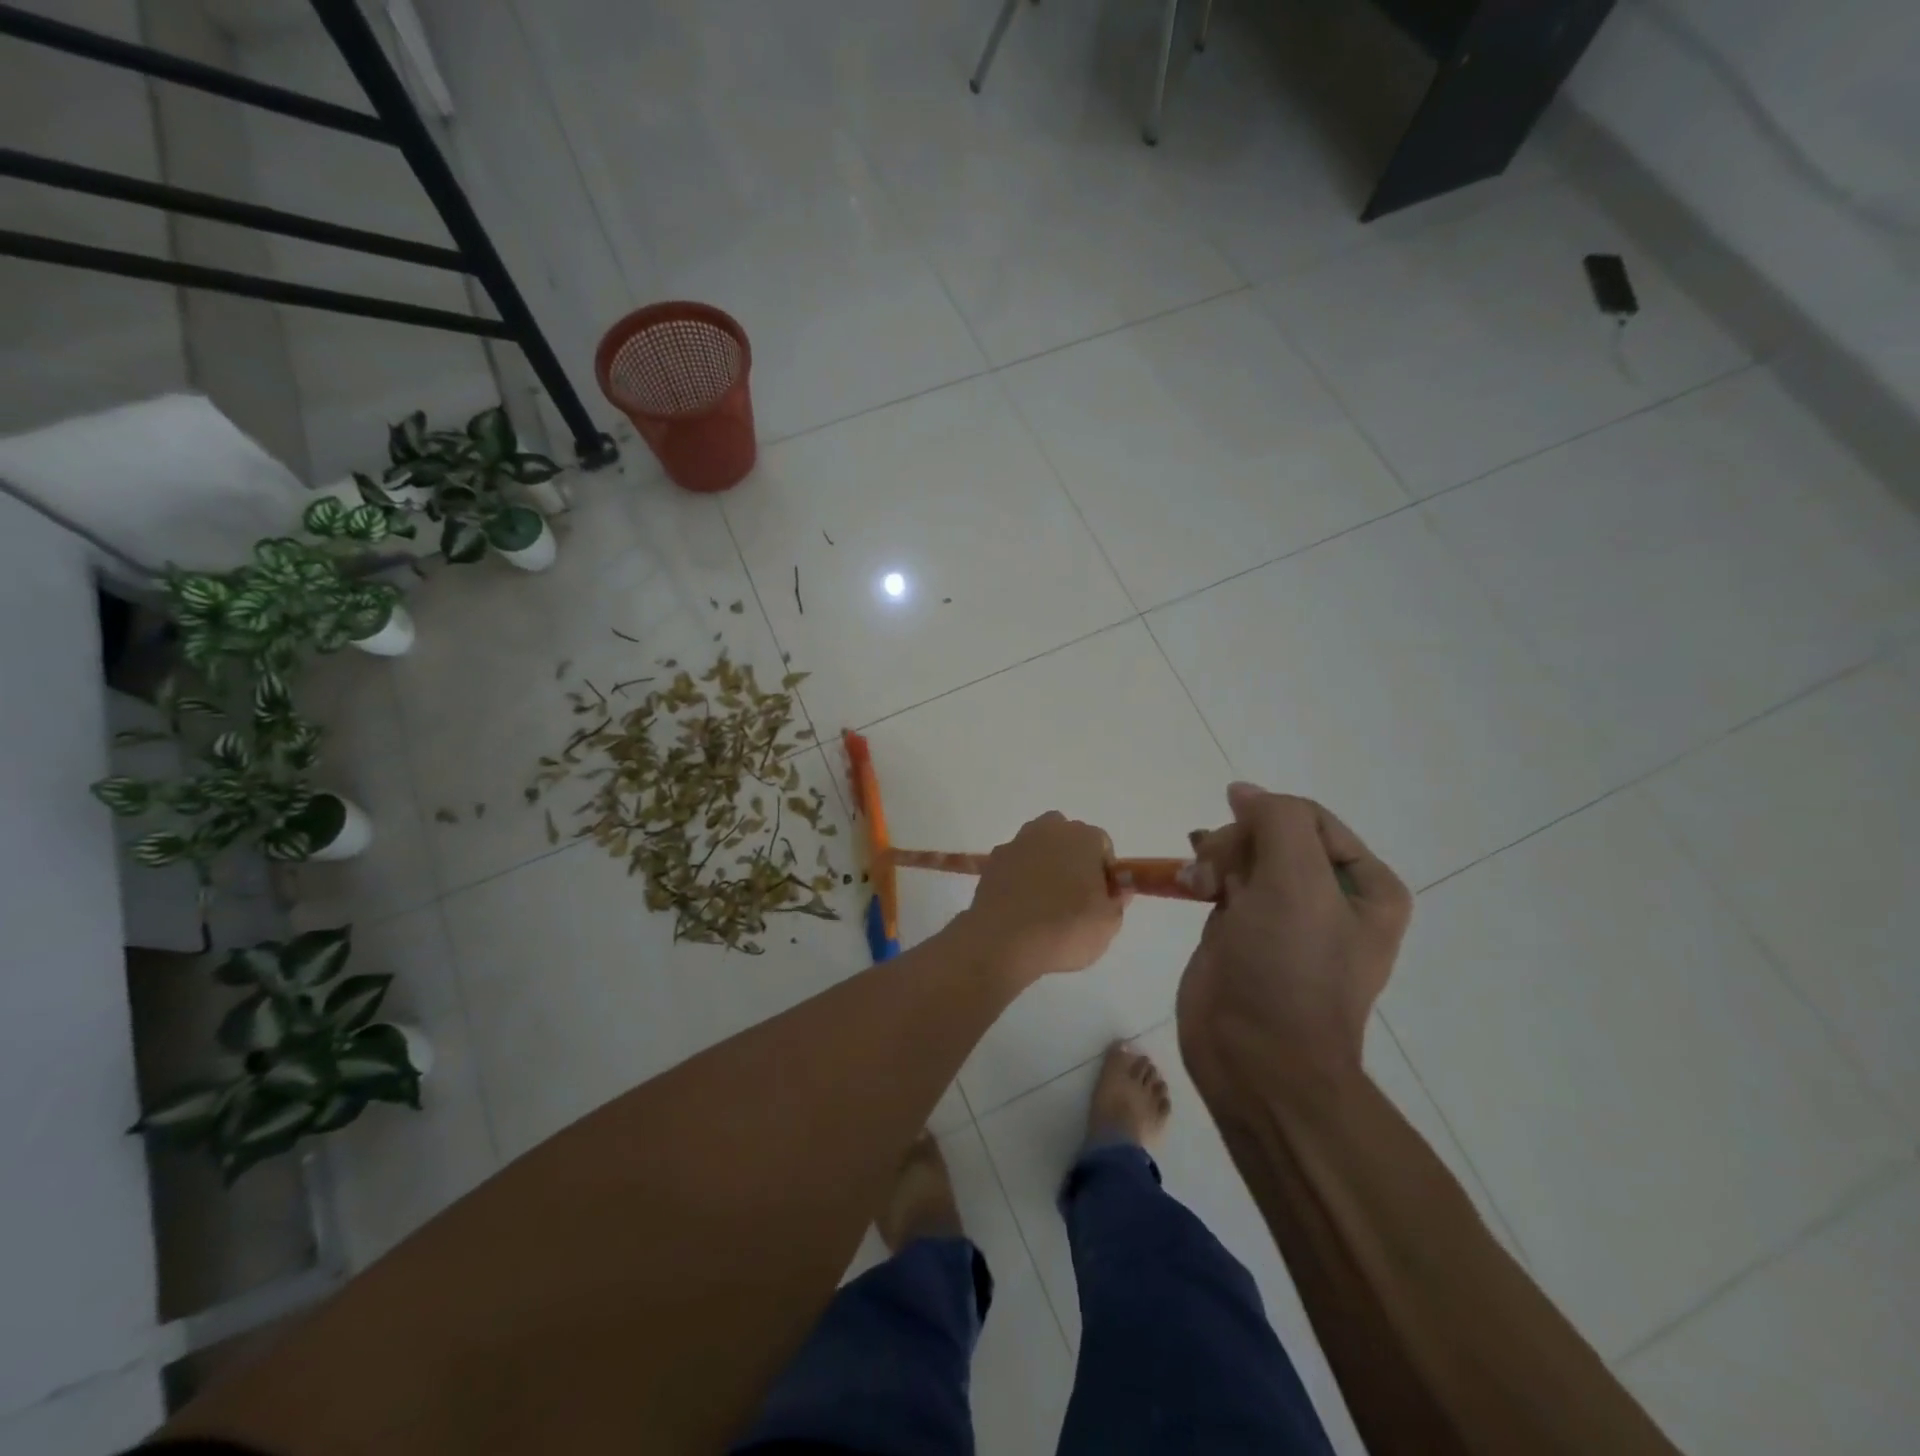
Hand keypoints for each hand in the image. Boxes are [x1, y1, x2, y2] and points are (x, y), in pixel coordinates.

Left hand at [957, 812, 1127, 984]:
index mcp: (1083, 837)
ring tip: (1044, 904)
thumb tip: (1116, 889)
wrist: (1003, 940)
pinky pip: (1015, 865)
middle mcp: (1049, 830)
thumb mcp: (1107, 923)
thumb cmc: (1065, 927)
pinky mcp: (992, 861)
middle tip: (1074, 898)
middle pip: (1068, 839)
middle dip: (1073, 861)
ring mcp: (1017, 843)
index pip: (1102, 845)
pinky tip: (1020, 906)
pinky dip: (1019, 878)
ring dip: (1044, 866)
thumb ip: (1116, 901)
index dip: (1104, 872)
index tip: (1100, 898)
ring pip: (1038, 848)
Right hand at [1176, 784, 1411, 1097]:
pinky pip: (1224, 883)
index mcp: (1365, 886)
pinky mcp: (1244, 933)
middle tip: (1214, 872)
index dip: (1266, 821)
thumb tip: (1243, 792)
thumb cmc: (1289, 969)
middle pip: (1272, 834)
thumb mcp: (1297, 882)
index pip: (1308, 817)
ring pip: (1244, 856)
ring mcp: (1283, 917)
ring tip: (1196, 882)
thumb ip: (1278, 820)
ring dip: (1215, 857)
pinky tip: (1187, 882)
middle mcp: (1329, 897)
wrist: (1257, 1059)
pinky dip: (1203, 875)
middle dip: (1237, 844)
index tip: (1235, 844)